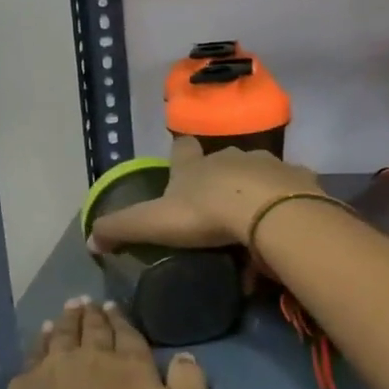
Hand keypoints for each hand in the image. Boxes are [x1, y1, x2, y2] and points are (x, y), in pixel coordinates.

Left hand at [5, 299, 206, 388]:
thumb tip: (186, 356)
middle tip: (90, 302)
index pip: (127, 335)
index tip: (114, 306)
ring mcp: (55, 367)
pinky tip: (41, 337)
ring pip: (62, 334)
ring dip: (67, 320)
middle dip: (93, 314)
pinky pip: (35, 354)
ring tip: (69, 308)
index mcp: (130, 365)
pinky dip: (40, 341)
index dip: (121, 320)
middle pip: (93, 329)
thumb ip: (188, 387)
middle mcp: (91, 356)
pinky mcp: (27, 384)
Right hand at [88, 137, 323, 252]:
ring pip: (256, 175)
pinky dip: (281, 208)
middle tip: (214, 208)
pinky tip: (278, 232)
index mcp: (194, 165)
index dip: (179, 156)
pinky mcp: (299, 183)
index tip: (178, 167)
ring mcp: (268, 166)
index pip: (181, 149)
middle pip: (221, 161)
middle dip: (217, 178)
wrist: (271, 214)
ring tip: (249, 224)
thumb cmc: (206, 213)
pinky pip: (287, 194)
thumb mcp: (153, 223)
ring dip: (251, 193)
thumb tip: (89, 239)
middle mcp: (230, 157)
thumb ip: (121, 228)